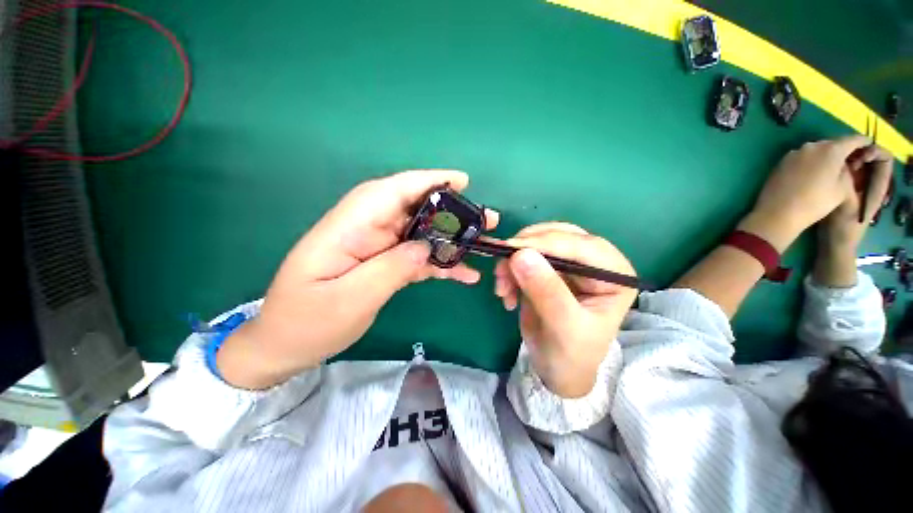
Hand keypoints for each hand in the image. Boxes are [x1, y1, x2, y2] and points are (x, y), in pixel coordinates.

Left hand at [219, 170, 498, 388]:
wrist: (285, 344)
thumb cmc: (307, 323)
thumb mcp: (350, 299)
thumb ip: (389, 269)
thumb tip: (425, 247)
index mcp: (348, 228)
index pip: (391, 191)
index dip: (427, 181)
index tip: (461, 182)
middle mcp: (364, 230)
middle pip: (412, 209)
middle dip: (450, 211)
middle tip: (484, 219)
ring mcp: (376, 247)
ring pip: (420, 233)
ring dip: (451, 239)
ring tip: (482, 244)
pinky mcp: (383, 263)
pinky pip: (416, 256)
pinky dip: (440, 263)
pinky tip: (463, 274)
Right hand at [493, 223, 636, 397]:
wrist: (557, 369)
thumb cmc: (571, 355)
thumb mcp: (563, 327)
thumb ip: (546, 290)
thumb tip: (520, 254)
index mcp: (614, 274)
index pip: (581, 245)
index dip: (545, 243)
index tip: (511, 249)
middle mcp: (594, 262)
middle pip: (558, 236)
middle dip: (525, 250)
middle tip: (501, 267)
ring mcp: (569, 264)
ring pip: (537, 243)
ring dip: (513, 261)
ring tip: (502, 288)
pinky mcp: (548, 269)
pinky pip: (524, 257)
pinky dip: (510, 270)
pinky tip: (506, 293)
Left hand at [743, 135, 873, 251]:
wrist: (778, 213)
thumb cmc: (816, 202)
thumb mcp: (843, 188)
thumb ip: (846, 171)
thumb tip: (843, 164)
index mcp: (831, 149)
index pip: (852, 140)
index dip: (863, 142)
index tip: (869, 144)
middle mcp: (811, 146)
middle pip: (832, 143)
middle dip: (842, 149)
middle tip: (850, 158)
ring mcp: (794, 153)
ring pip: (816, 150)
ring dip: (825, 156)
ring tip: (831, 167)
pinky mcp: (781, 162)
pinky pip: (802, 158)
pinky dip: (810, 162)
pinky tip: (813, 173)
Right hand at [813, 145, 892, 286]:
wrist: (833, 244)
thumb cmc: (843, 227)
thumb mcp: (848, 205)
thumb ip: (848, 183)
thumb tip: (844, 161)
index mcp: (878, 185)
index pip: (884, 158)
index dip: (873, 151)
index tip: (857, 156)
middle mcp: (870, 182)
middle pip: (870, 157)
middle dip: (857, 153)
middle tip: (841, 158)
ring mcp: (857, 185)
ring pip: (856, 163)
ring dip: (846, 159)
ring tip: (833, 164)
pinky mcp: (843, 188)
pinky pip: (845, 171)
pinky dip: (838, 166)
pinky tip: (827, 171)